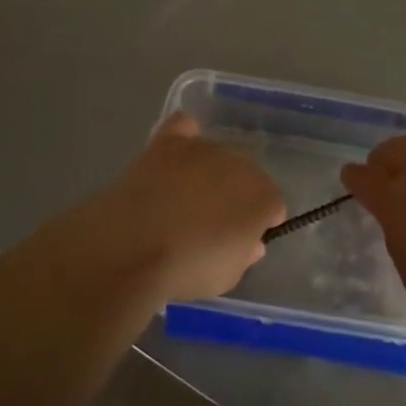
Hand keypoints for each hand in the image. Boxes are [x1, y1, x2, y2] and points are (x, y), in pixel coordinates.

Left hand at [49, 113, 285, 306]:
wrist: (133, 245)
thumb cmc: (187, 269)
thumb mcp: (227, 277)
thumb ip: (244, 255)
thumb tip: (250, 243)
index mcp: (263, 197)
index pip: (272, 206)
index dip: (257, 226)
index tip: (238, 244)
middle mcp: (240, 164)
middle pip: (244, 177)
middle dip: (233, 197)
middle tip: (208, 225)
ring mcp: (204, 148)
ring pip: (215, 156)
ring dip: (207, 174)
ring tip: (181, 200)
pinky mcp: (168, 142)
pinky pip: (184, 128)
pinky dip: (184, 138)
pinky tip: (174, 155)